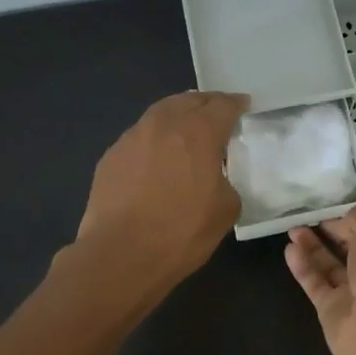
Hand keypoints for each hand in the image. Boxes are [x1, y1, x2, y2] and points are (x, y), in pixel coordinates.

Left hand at [74, 91, 248, 295]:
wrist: (121, 254)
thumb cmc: (182, 232)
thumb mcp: (226, 210)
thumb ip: (227, 182)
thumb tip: (216, 179)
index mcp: (199, 133)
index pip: (223, 106)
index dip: (236, 104)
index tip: (244, 106)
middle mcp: (164, 125)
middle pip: (188, 100)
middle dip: (206, 103)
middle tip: (217, 113)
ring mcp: (132, 138)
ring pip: (160, 114)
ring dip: (177, 116)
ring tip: (187, 131)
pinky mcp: (111, 156)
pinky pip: (140, 137)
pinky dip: (155, 140)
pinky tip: (158, 158)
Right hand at [285, 194, 355, 354]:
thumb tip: (342, 221)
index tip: (339, 188)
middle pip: (355, 237)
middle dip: (334, 221)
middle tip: (307, 205)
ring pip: (331, 260)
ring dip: (313, 242)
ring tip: (291, 224)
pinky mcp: (333, 307)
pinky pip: (315, 280)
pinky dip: (303, 264)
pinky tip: (289, 248)